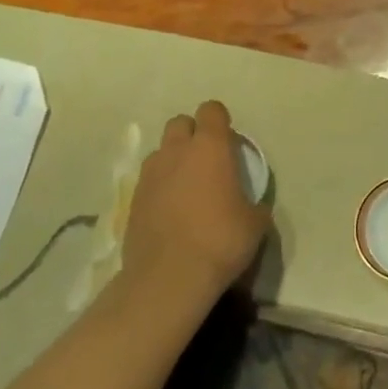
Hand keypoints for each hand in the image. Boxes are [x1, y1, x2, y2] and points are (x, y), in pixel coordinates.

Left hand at [121, 101, 269, 300]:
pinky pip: (149, 180)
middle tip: (207, 160)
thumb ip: (254, 203)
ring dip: (174, 159)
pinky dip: (160, 186)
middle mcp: (176, 152)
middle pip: (180, 123)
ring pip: (161, 151)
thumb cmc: (220, 241)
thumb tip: (252, 205)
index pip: (211, 110)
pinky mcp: (133, 199)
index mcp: (210, 148)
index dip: (220, 120)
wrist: (169, 277)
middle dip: (193, 133)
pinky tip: (171, 211)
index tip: (229, 141)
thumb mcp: (255, 223)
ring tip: (187, 186)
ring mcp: (150, 175)